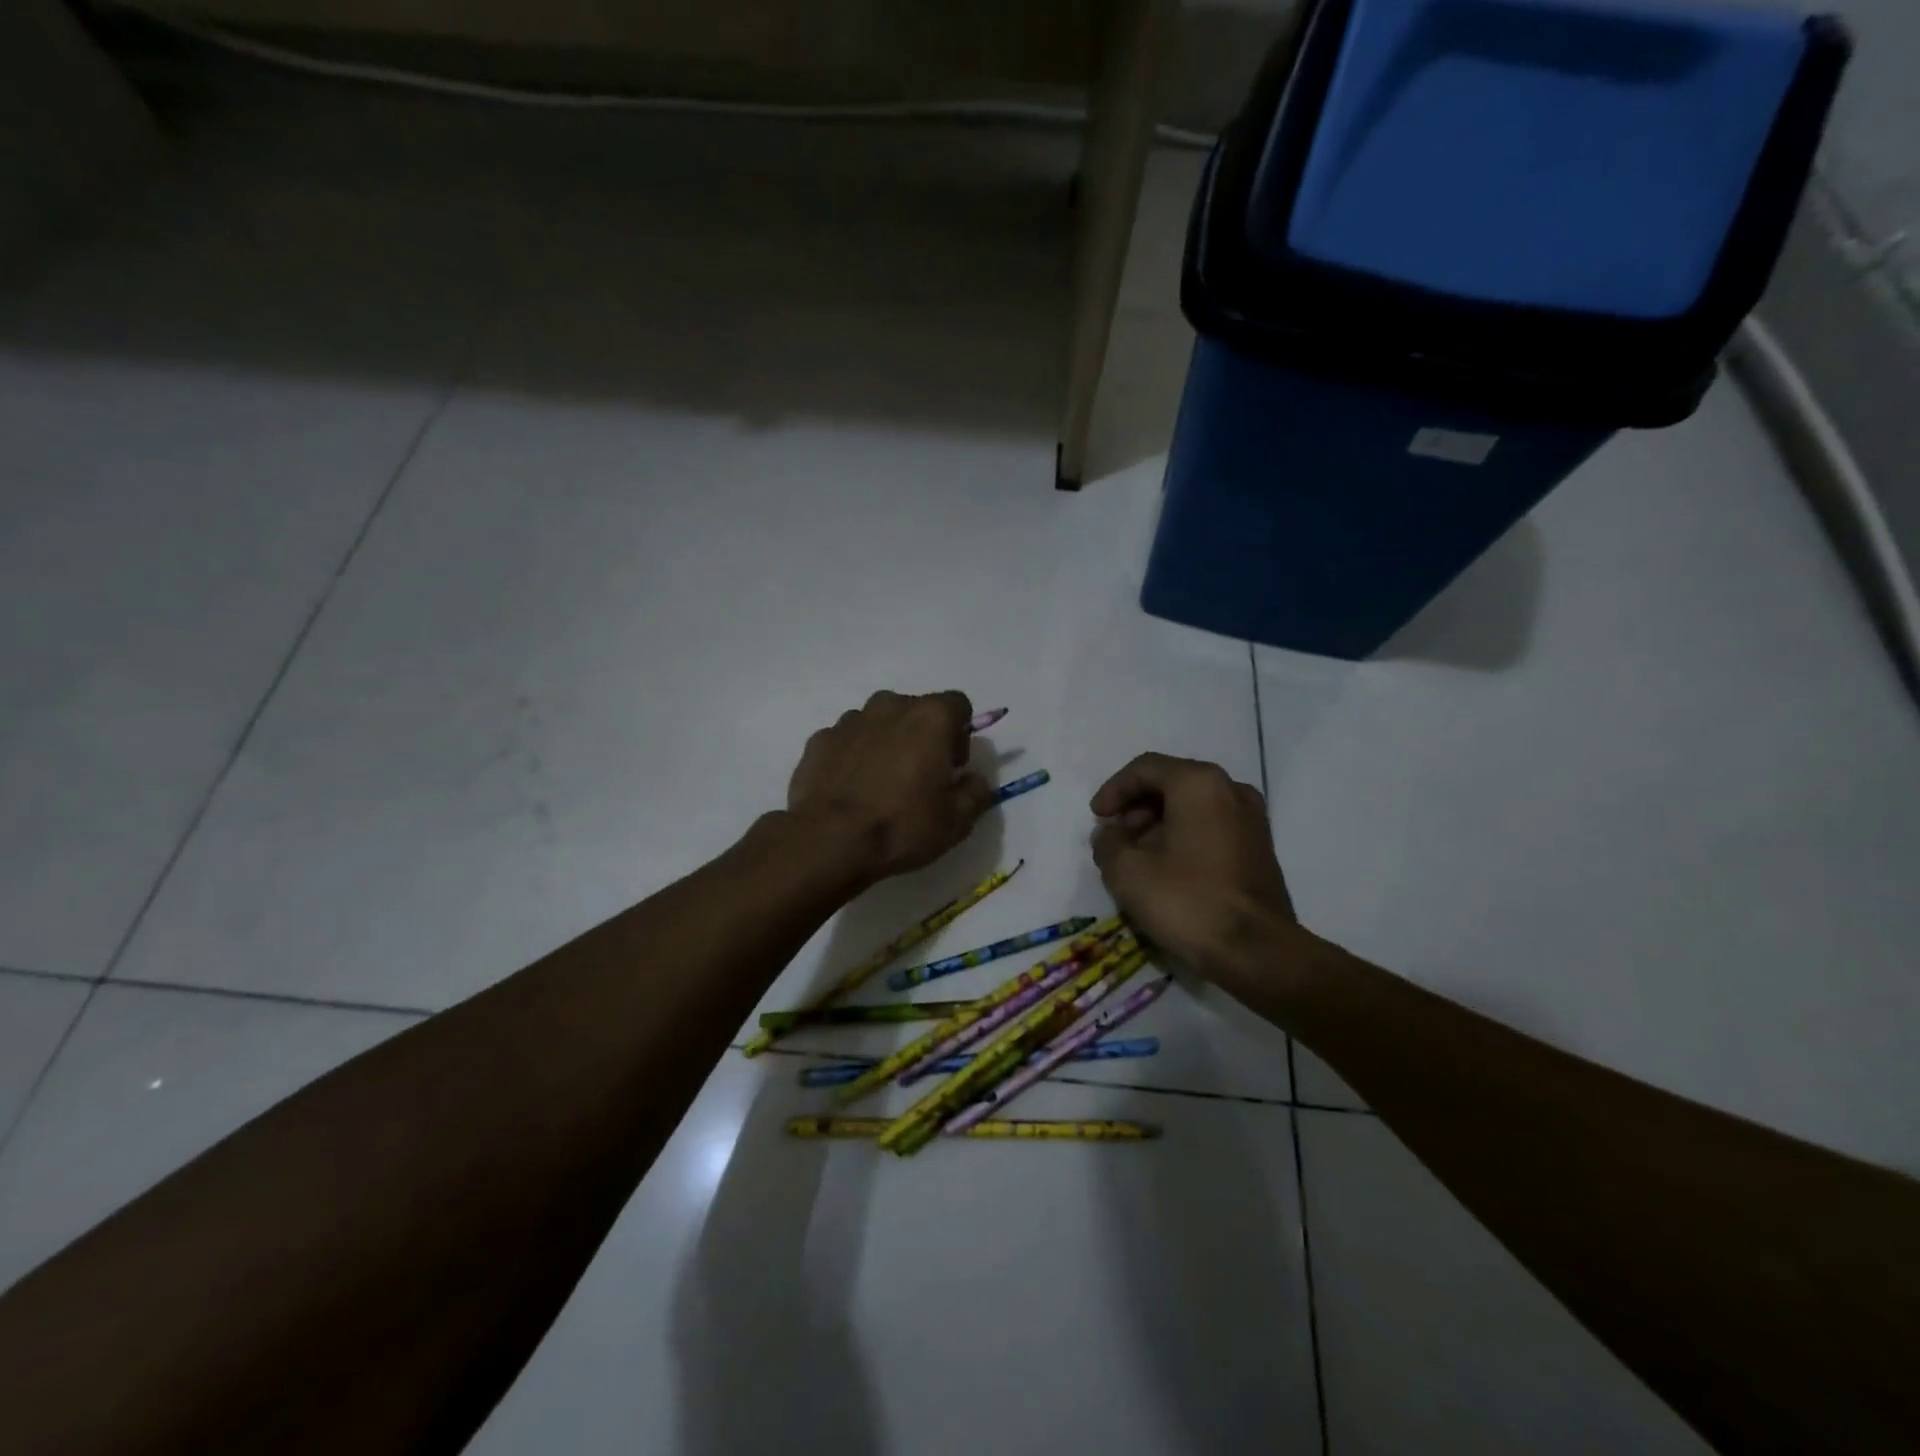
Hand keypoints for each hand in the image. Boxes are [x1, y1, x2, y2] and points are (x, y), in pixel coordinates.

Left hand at [787, 691, 993, 886]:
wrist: (830, 841)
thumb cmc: (902, 826)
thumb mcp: (957, 820)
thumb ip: (976, 792)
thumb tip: (975, 780)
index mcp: (930, 717)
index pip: (958, 705)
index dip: (960, 734)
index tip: (951, 767)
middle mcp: (890, 706)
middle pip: (916, 710)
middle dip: (922, 735)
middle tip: (919, 777)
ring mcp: (850, 720)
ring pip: (879, 722)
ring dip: (887, 742)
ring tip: (881, 783)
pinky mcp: (820, 739)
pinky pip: (847, 740)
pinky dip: (853, 755)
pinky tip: (851, 789)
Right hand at [1090, 753, 1296, 977]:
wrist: (1257, 952)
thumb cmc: (1187, 900)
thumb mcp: (1126, 871)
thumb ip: (1107, 842)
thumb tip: (1110, 835)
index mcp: (1199, 783)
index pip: (1145, 768)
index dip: (1114, 790)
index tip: (1096, 818)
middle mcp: (1231, 790)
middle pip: (1171, 784)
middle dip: (1136, 808)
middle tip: (1114, 838)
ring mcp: (1252, 819)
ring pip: (1192, 807)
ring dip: (1158, 825)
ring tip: (1135, 858)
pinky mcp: (1259, 849)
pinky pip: (1212, 828)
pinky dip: (1183, 838)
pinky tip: (1165, 870)